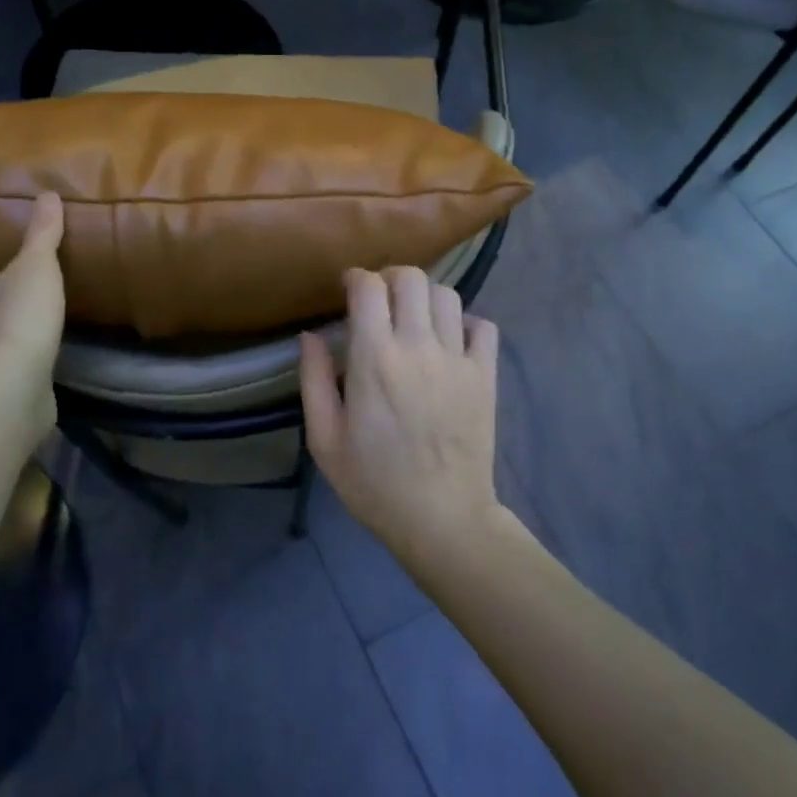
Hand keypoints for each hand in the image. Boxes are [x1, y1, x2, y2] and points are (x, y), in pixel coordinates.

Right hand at [299, 266, 501, 561]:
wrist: (442, 518)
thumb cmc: (374, 482)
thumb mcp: (324, 440)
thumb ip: (314, 381)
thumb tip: (311, 335)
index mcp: (374, 359)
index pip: (368, 287)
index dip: (355, 278)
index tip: (347, 291)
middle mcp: (418, 347)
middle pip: (411, 278)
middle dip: (389, 278)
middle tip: (378, 301)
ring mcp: (457, 358)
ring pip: (447, 295)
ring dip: (424, 297)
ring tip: (412, 320)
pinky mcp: (485, 375)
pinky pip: (483, 325)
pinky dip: (465, 322)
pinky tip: (449, 341)